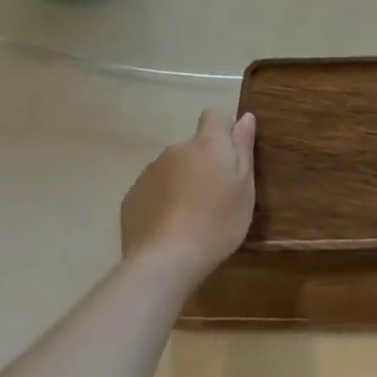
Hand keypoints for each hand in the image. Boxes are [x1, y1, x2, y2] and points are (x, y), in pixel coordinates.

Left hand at [120, 109, 256, 277]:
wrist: (165, 261)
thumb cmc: (217, 222)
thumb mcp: (245, 187)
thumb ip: (243, 148)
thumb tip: (245, 117)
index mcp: (207, 144)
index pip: (214, 114)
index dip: (223, 129)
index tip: (230, 155)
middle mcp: (176, 149)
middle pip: (193, 146)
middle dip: (202, 163)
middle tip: (214, 197)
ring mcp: (150, 172)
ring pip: (172, 169)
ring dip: (181, 182)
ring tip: (190, 217)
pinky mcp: (132, 196)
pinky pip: (153, 190)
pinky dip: (162, 201)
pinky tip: (169, 228)